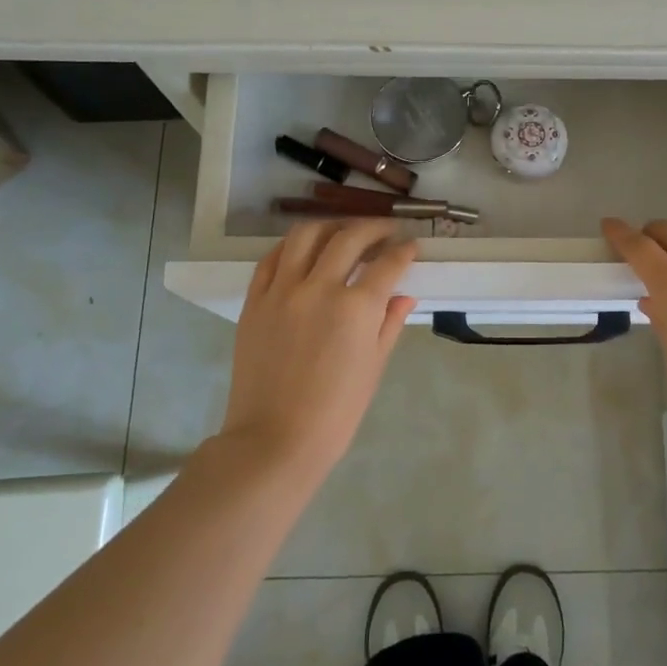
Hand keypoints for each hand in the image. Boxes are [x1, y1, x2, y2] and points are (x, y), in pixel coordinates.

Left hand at [221, 219, 418, 474]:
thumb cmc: (335, 412)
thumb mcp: (373, 367)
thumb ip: (389, 324)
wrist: (275, 439)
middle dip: (374, 228)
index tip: (411, 246)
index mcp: (356, 308)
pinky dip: (291, 247)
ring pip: (305, 236)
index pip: (387, 263)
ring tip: (343, 232)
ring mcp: (282, 291)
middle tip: (386, 231)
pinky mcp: (255, 301)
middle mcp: (319, 288)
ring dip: (331, 226)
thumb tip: (404, 296)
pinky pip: (271, 259)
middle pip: (349, 238)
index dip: (404, 251)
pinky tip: (303, 250)